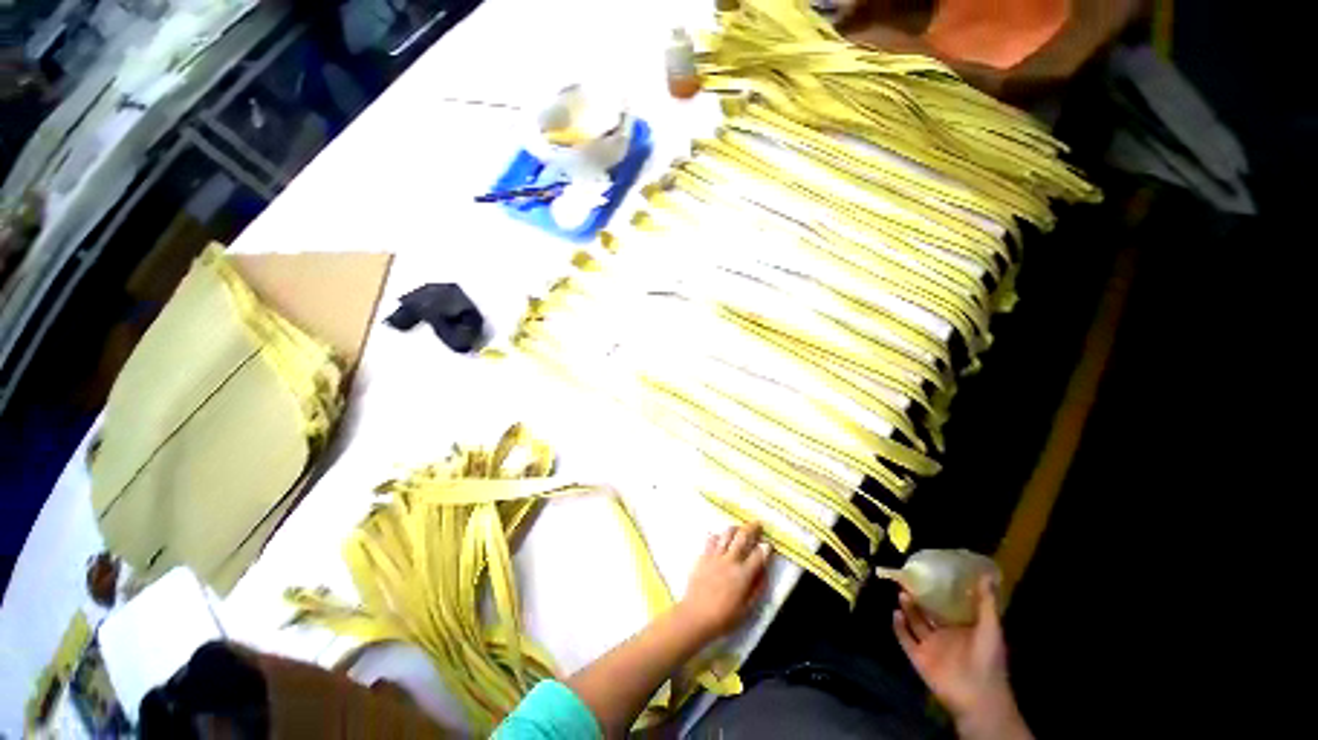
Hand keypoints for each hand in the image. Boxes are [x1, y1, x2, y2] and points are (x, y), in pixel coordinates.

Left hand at [676, 523, 770, 640]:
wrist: (696, 615)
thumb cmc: (723, 617)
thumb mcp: (747, 609)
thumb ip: (757, 589)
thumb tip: (764, 573)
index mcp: (743, 575)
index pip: (759, 555)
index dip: (766, 548)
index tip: (768, 544)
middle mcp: (730, 560)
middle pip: (743, 537)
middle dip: (752, 528)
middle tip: (757, 524)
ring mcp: (715, 556)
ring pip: (727, 533)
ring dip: (735, 528)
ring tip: (739, 528)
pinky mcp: (703, 556)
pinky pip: (711, 539)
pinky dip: (717, 535)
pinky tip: (719, 537)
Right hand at [893, 577, 1030, 739]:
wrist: (978, 696)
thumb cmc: (987, 659)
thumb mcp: (991, 628)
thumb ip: (986, 603)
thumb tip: (986, 574)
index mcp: (961, 628)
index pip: (946, 606)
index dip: (938, 591)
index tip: (929, 573)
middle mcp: (944, 635)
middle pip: (926, 612)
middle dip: (917, 597)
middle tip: (908, 579)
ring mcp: (930, 646)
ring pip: (914, 622)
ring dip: (907, 608)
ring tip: (902, 593)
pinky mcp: (918, 657)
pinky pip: (905, 639)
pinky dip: (899, 626)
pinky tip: (895, 613)